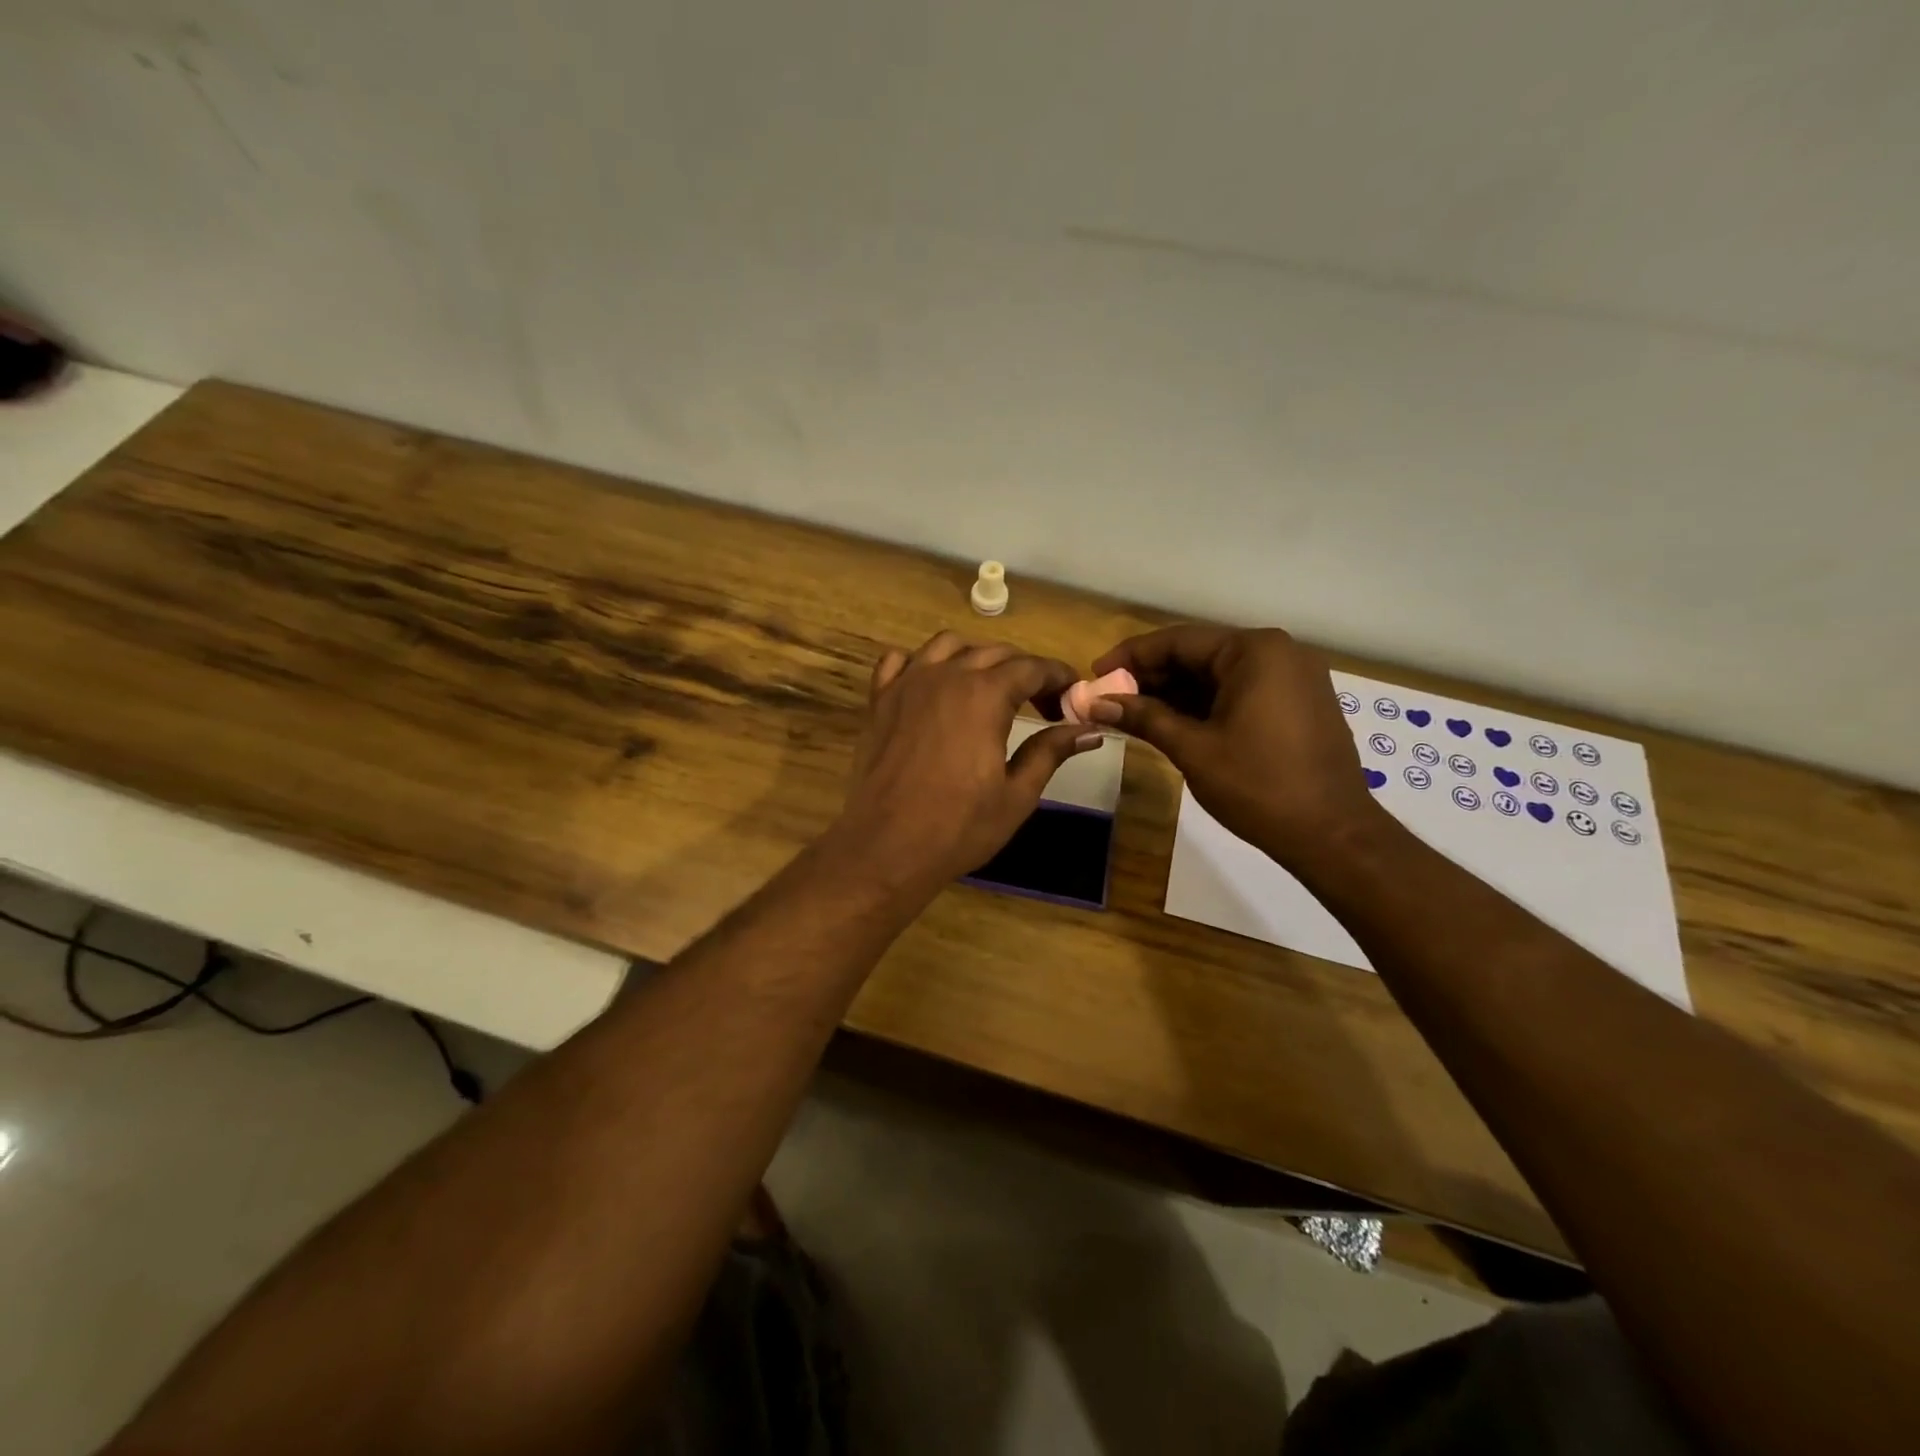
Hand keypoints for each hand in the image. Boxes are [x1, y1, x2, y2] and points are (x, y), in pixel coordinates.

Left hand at [831, 632, 1101, 890]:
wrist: (886, 847)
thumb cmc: (959, 826)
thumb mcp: (1017, 794)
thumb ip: (1051, 752)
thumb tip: (1090, 730)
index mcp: (985, 695)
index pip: (1032, 668)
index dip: (1058, 677)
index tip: (1073, 696)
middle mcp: (946, 676)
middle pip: (994, 653)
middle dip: (1025, 671)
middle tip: (1042, 704)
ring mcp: (907, 684)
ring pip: (948, 646)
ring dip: (976, 657)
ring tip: (990, 688)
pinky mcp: (879, 700)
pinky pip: (898, 661)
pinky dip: (921, 662)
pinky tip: (933, 685)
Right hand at [1088, 625, 1379, 865]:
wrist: (1332, 834)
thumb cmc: (1259, 787)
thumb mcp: (1193, 748)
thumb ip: (1144, 717)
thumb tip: (1097, 703)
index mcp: (1254, 651)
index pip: (1178, 641)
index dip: (1130, 657)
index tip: (1095, 675)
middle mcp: (1278, 652)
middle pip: (1199, 654)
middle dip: (1152, 676)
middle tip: (1110, 699)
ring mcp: (1293, 677)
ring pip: (1219, 674)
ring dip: (1176, 692)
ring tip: (1133, 713)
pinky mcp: (1299, 702)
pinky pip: (1241, 690)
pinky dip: (1205, 703)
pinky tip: (1172, 721)